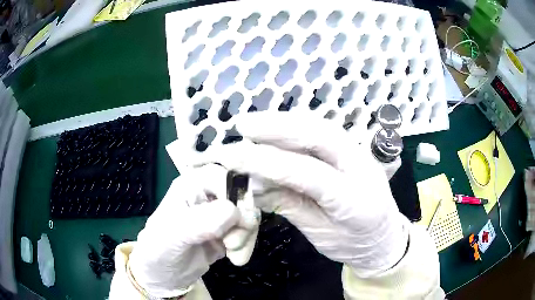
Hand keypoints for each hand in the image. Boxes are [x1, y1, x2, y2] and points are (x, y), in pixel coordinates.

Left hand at [129, 164, 240, 297]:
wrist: (162, 274)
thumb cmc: (159, 249)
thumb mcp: (174, 234)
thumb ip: (202, 222)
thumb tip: (235, 212)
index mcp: (191, 185)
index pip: (225, 177)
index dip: (237, 197)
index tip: (238, 222)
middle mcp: (207, 195)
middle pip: (242, 198)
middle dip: (244, 223)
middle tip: (232, 244)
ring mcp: (218, 215)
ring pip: (248, 216)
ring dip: (246, 238)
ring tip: (235, 256)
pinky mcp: (225, 232)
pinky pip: (246, 232)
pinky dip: (246, 246)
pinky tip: (235, 258)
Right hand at [203, 112, 409, 276]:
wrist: (385, 239)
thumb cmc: (353, 245)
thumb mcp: (320, 234)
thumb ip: (289, 206)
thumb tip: (253, 185)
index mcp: (355, 201)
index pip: (308, 173)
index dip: (269, 162)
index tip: (236, 155)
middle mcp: (362, 169)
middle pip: (320, 136)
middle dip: (278, 127)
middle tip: (243, 125)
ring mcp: (362, 155)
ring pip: (322, 127)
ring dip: (286, 121)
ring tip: (255, 123)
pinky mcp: (356, 150)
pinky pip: (325, 132)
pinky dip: (298, 126)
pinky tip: (278, 127)